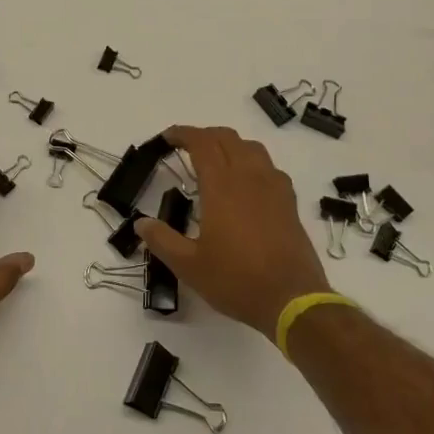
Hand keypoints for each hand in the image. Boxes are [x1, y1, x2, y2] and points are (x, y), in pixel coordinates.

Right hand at [135, 125, 331, 339]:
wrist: (292, 300)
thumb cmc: (236, 280)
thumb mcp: (189, 266)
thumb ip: (162, 240)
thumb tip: (141, 224)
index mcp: (221, 186)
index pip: (202, 143)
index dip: (183, 134)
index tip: (168, 138)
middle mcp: (249, 177)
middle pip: (227, 138)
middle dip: (204, 135)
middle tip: (187, 148)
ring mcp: (273, 187)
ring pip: (252, 148)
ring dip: (230, 145)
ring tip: (217, 160)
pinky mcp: (289, 202)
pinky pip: (270, 167)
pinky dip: (253, 163)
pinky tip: (247, 184)